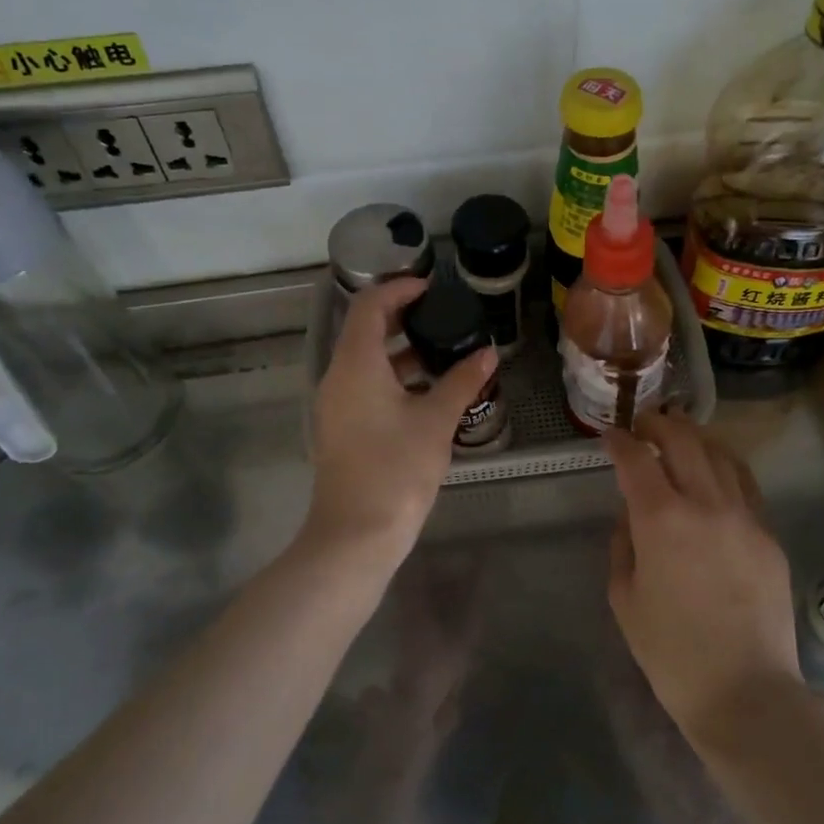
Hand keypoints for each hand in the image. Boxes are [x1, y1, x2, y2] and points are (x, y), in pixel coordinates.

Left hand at [306, 277, 496, 571]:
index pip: (369, 306)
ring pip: (365, 362)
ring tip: (443, 352)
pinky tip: (427, 392)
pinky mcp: (341, 429)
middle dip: (402, 318)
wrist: (356, 535)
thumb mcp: (436, 421)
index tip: (433, 288)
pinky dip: (393, 378)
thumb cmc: (396, 469)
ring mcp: (336, 405)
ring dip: (400, 351)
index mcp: (356, 364)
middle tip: (443, 317)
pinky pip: (365, 387)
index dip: (399, 289)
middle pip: (365, 331)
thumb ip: (462, 381)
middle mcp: (338, 377)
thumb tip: (488, 353)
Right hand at [605, 411, 803, 748]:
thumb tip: (632, 517)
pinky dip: (724, 465)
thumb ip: (624, 546)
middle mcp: (705, 503)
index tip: (610, 436)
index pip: (636, 460)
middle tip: (644, 423)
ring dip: (695, 437)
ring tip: (680, 435)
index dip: (620, 442)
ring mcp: (744, 515)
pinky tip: (715, 470)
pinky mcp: (768, 533)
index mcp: (661, 519)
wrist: (747, 691)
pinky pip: (744, 483)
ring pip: (720, 454)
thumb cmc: (672, 653)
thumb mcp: (626, 599)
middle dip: (659, 424)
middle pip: (683, 440)